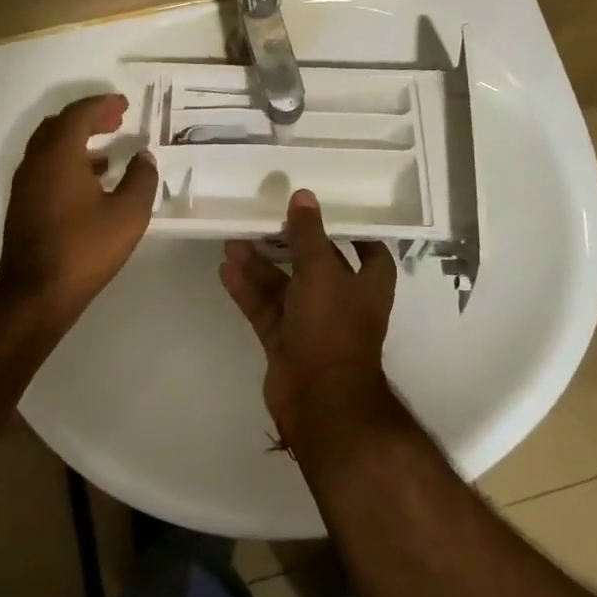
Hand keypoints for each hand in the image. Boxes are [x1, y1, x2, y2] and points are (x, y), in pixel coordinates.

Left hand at [0, 94, 158, 332]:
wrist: (36, 293)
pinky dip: (67, 160)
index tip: (124, 104)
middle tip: (115, 120)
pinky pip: (45, 166)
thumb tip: (144, 157)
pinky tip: (89, 180)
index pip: (78, 114)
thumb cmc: (85, 248)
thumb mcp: (128, 214)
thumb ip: (141, 179)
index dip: (102, 104)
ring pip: (49, 146)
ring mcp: (24, 184)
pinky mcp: (22, 204)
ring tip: (107, 148)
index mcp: (59, 155)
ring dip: (76, 140)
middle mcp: (35, 162)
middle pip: (59, 125)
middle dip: (88, 118)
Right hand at [219, 190, 398, 455]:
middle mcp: (342, 302)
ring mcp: (312, 325)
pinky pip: (265, 309)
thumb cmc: (332, 327)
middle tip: (265, 220)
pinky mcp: (285, 343)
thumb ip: (308, 234)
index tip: (330, 213)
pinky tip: (227, 269)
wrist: (319, 400)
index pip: (369, 252)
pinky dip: (248, 291)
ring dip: (261, 266)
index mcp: (367, 285)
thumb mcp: (321, 272)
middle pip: (316, 266)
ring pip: (285, 287)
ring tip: (233, 241)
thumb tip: (303, 196)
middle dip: (290, 245)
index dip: (353, 233)